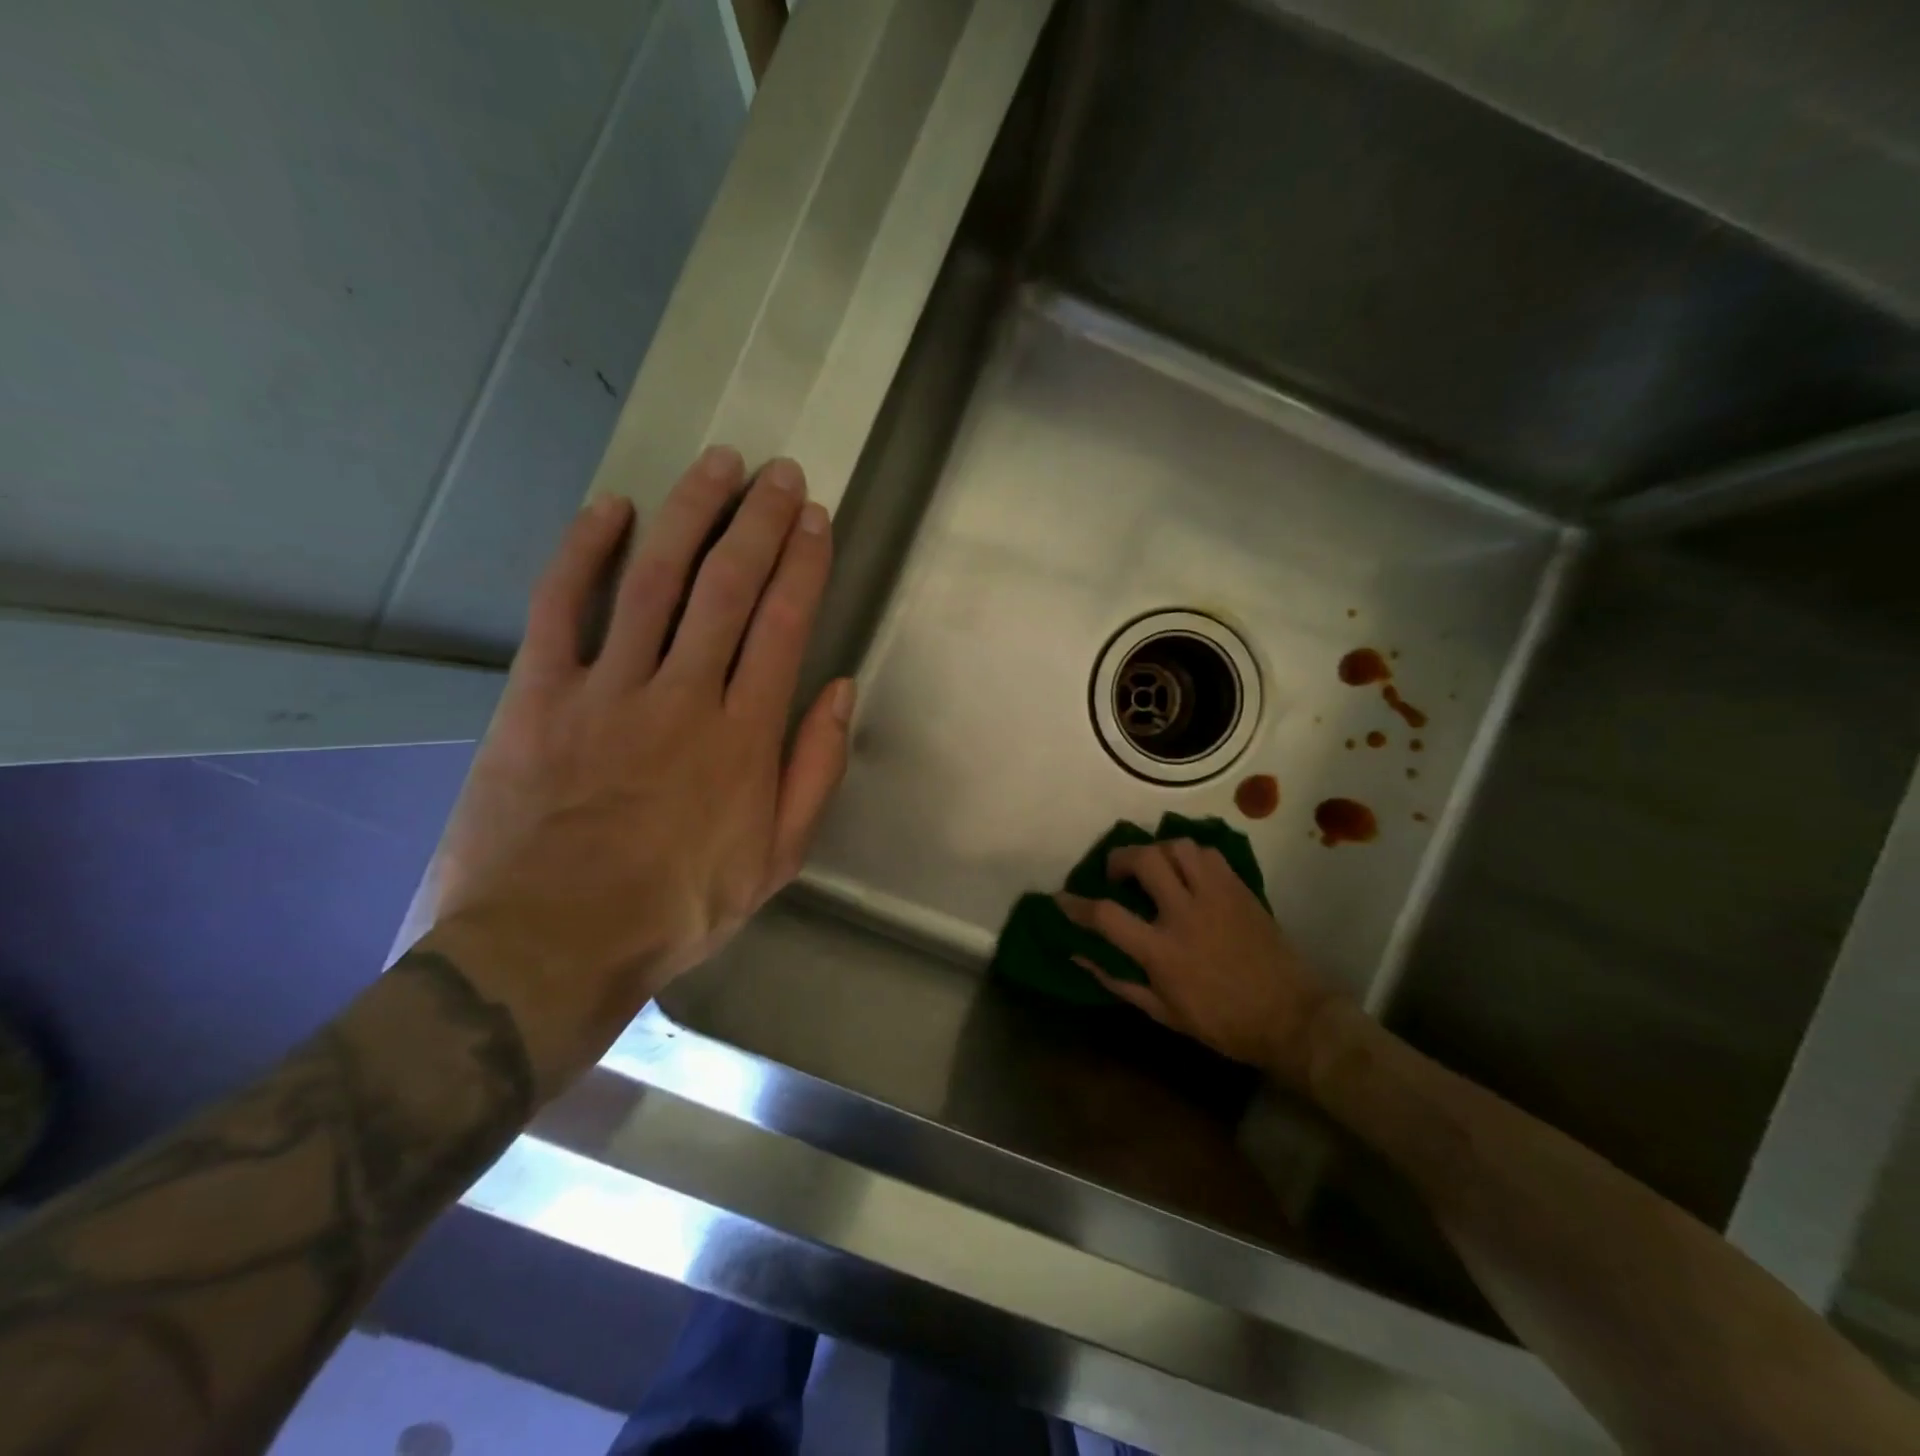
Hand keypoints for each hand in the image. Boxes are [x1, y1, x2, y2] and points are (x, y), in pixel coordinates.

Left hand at [423, 448, 852, 1095]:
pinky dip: (586, 552)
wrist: (549, 945)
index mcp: (744, 736)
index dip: (802, 564)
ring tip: (718, 465)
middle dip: (759, 522)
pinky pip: (562, 607)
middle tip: (778, 473)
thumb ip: (814, 770)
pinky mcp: (539, 695)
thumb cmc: (678, 907)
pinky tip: (612, 509)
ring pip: (656, 580)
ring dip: (691, 515)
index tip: (815, 518)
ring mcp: (607, 688)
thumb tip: (841, 690)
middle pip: (727, 587)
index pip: (783, 625)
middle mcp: (683, 695)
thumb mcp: (776, 859)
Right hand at [1057, 840, 1335, 1082]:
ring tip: (1153, 866)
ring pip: (1178, 847)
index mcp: (1162, 951)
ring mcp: (1216, 896)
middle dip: (1119, 858)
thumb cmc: (1223, 1023)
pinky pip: (1208, 854)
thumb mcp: (1163, 1013)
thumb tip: (1080, 955)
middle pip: (1143, 860)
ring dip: (1156, 851)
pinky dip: (1189, 855)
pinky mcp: (1240, 889)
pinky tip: (1187, 871)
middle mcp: (1185, 913)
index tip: (1062, 898)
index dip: (1076, 904)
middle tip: (1116, 873)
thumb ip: (1119, 981)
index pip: (1106, 915)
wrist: (1292, 1017)